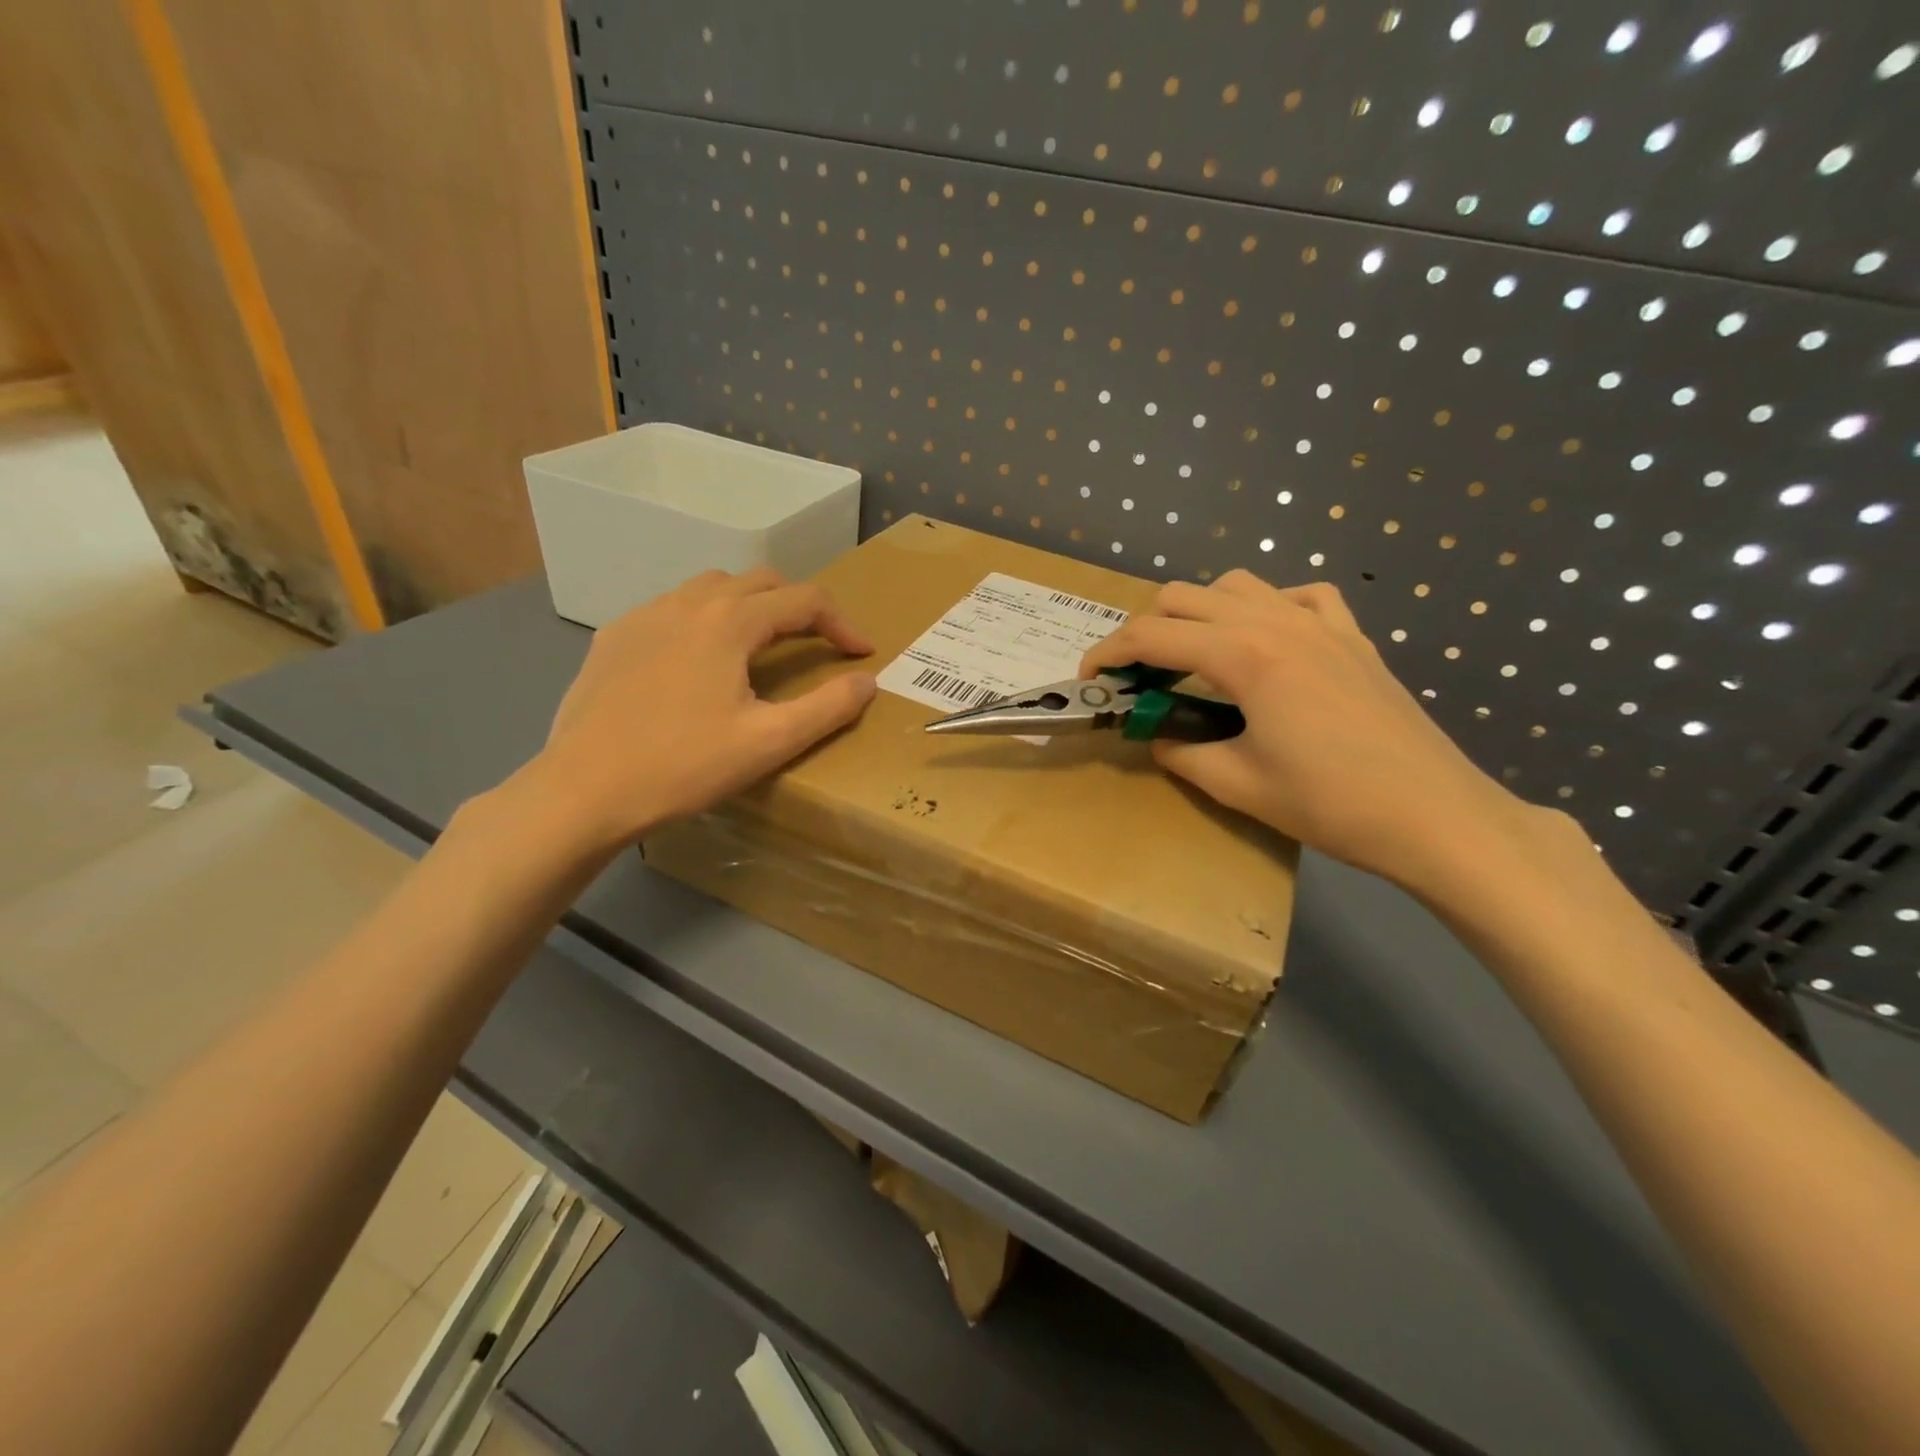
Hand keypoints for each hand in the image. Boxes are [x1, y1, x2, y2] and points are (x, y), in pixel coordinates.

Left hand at [534, 568, 876, 847]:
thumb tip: (867, 681)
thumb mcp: (770, 742)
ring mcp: (644, 616)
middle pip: (759, 582)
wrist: (583, 790)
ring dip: (750, 605)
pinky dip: (704, 620)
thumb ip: (828, 707)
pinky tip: (698, 661)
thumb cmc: (684, 766)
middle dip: (798, 606)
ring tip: (761, 644)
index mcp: (730, 622)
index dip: (842, 623)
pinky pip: (672, 609)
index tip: (862, 653)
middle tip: (818, 643)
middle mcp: (688, 603)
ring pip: (712, 588)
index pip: (804, 600)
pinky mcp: (614, 638)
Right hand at [1081, 571, 1538, 890]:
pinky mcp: (1353, 638)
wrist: (1435, 815)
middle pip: (1185, 596)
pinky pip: (1300, 597)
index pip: (1152, 636)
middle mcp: (1277, 623)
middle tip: (1138, 676)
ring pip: (1238, 585)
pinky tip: (1267, 642)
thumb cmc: (1330, 804)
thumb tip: (1158, 735)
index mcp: (1244, 656)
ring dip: (1200, 612)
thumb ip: (1181, 751)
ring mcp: (1321, 624)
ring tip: (1195, 658)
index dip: (1109, 652)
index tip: (1090, 676)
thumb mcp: (1236, 785)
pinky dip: (1268, 608)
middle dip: (1146, 629)